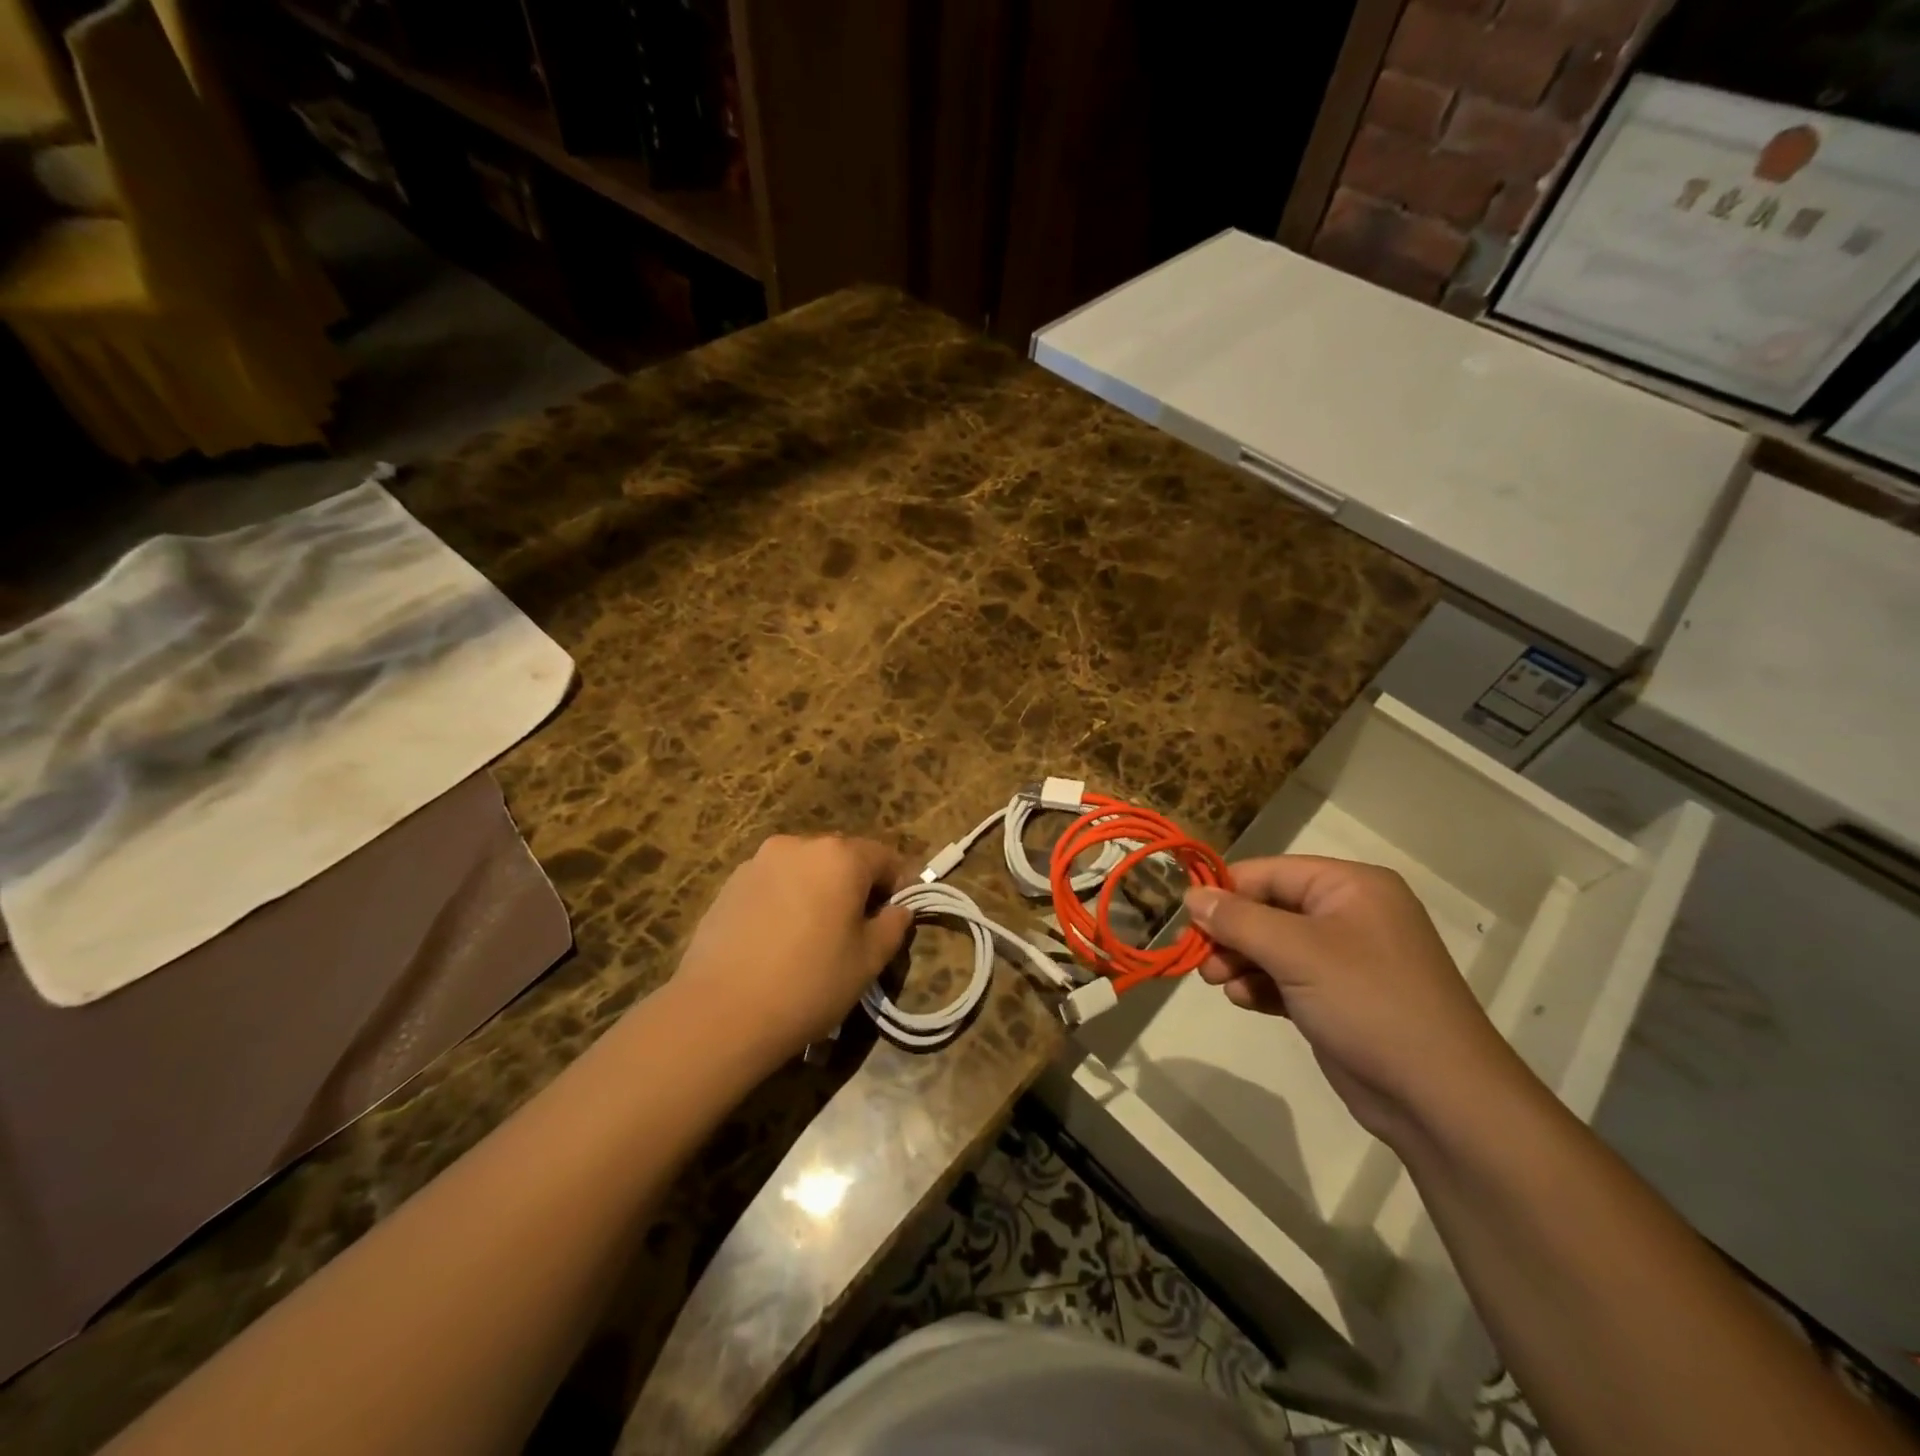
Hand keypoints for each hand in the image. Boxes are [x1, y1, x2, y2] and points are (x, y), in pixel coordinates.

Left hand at [670, 835, 912, 1064]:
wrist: (719, 1012)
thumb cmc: (809, 983)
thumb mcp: (868, 961)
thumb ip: (893, 926)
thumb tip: (899, 909)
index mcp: (840, 857)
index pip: (884, 857)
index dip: (897, 885)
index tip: (895, 918)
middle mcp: (799, 845)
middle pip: (842, 857)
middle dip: (856, 886)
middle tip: (856, 930)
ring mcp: (759, 861)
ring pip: (805, 869)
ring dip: (818, 891)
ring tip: (813, 937)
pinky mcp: (730, 883)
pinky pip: (774, 882)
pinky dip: (786, 900)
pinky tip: (778, 940)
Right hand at [1184, 857, 1522, 1144]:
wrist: (1440, 1098)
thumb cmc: (1369, 1003)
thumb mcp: (1297, 952)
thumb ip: (1239, 920)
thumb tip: (1192, 896)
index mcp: (1350, 886)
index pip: (1269, 873)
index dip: (1226, 891)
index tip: (1187, 917)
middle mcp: (1348, 914)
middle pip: (1268, 908)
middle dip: (1231, 933)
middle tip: (1201, 960)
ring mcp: (1345, 958)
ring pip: (1272, 945)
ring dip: (1240, 961)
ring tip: (1217, 983)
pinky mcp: (1337, 997)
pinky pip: (1285, 977)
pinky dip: (1260, 985)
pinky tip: (1242, 1000)